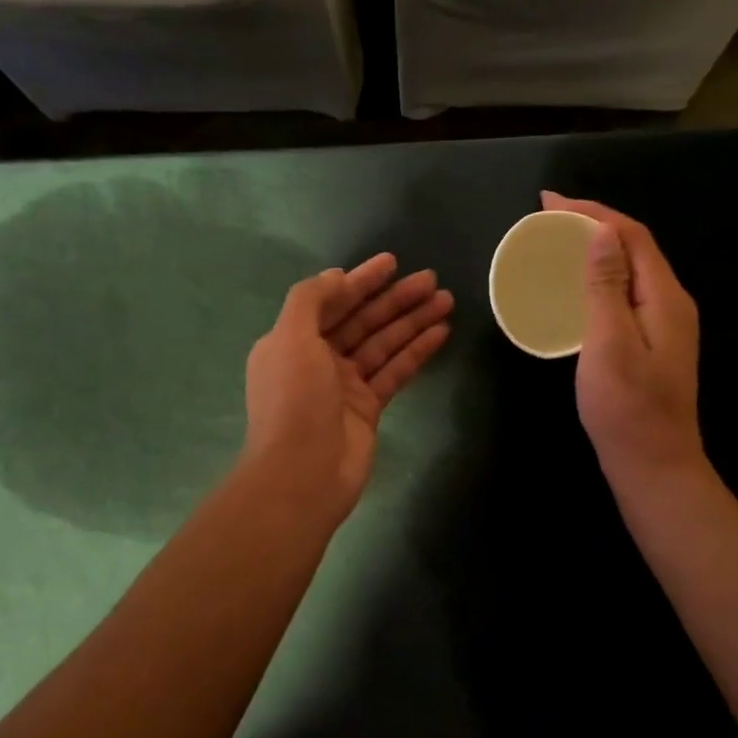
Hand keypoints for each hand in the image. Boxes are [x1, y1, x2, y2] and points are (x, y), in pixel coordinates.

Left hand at [242, 254, 453, 523]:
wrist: (303, 474)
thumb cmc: (294, 400)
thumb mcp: (290, 338)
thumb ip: (310, 300)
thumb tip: (337, 276)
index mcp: (292, 341)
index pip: (331, 302)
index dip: (361, 280)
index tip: (392, 263)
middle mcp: (318, 359)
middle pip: (362, 320)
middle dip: (395, 299)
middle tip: (432, 279)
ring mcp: (345, 385)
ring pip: (383, 344)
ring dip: (412, 321)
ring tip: (446, 300)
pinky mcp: (369, 408)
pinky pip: (395, 371)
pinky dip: (417, 351)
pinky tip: (441, 332)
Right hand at [542, 193, 704, 487]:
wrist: (654, 466)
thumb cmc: (627, 409)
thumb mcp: (609, 344)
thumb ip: (607, 286)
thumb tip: (602, 232)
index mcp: (665, 298)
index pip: (631, 235)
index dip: (592, 212)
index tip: (549, 202)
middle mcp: (671, 303)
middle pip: (634, 247)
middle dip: (593, 224)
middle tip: (548, 218)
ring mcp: (664, 325)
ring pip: (630, 270)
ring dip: (595, 249)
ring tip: (557, 243)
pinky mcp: (652, 344)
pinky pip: (625, 294)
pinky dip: (599, 278)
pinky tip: (576, 287)